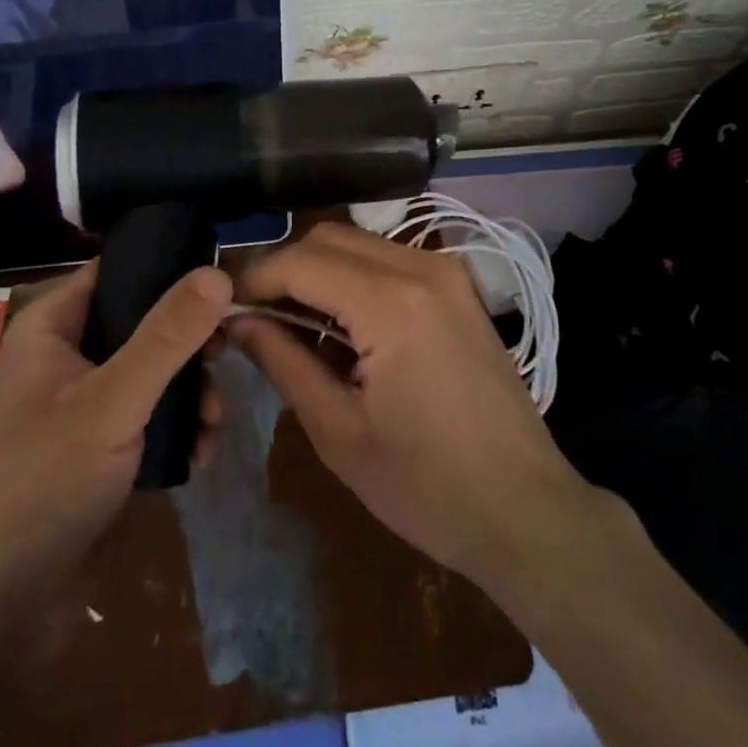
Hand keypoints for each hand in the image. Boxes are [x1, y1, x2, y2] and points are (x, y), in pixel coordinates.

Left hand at [0, 260, 231, 591]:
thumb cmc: (43, 483)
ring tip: (213, 422)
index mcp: (52, 328)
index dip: (169, 268)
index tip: (223, 279)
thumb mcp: (113, 400)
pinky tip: (200, 451)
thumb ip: (168, 336)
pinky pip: (149, 417)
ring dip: (190, 392)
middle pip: (143, 323)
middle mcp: (66, 356)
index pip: (118, 271)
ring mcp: (82, 405)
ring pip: (152, 373)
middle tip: (225, 357)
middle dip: (189, 344)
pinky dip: (177, 428)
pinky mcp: (98, 449)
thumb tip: (218, 272)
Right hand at [230, 222, 595, 586]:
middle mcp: (421, 267)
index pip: (300, 260)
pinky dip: (352, 277)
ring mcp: (446, 272)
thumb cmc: (427, 487)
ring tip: (289, 322)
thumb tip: (239, 321)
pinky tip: (340, 324)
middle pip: (327, 238)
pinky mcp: (458, 286)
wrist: (526, 509)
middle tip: (251, 315)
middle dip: (282, 267)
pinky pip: (388, 259)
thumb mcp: (338, 432)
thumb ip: (283, 362)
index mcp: (391, 302)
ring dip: (316, 270)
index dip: (253, 278)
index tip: (221, 307)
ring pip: (357, 242)